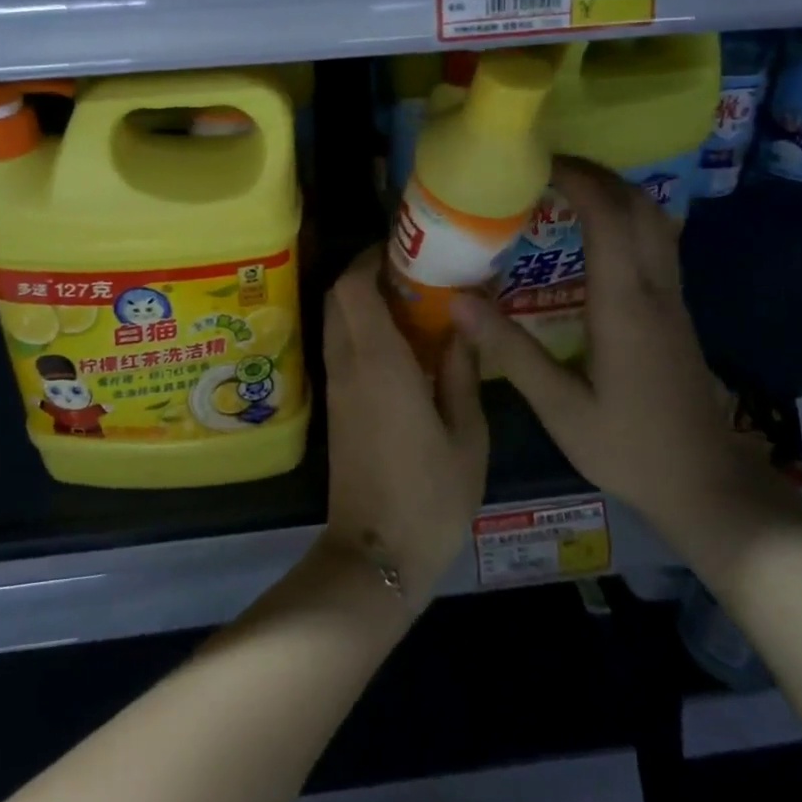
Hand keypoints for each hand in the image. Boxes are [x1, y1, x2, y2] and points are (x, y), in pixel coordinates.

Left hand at [320, 246, 488, 602]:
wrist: (376, 555)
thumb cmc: (430, 497)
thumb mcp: (466, 435)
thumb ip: (461, 372)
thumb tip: (465, 322)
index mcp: (379, 362)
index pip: (353, 287)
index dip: (370, 258)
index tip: (403, 247)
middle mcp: (348, 364)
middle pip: (339, 296)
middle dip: (366, 272)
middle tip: (412, 270)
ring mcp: (336, 385)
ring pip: (337, 320)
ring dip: (362, 299)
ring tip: (411, 299)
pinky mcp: (335, 405)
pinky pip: (341, 345)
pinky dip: (360, 328)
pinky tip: (400, 341)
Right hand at [447, 157, 749, 528]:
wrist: (710, 487)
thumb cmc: (631, 449)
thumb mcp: (560, 409)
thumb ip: (510, 351)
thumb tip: (458, 301)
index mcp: (625, 305)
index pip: (608, 217)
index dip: (576, 179)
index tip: (535, 162)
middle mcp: (655, 289)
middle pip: (638, 205)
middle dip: (595, 174)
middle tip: (544, 167)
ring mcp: (672, 298)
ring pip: (654, 219)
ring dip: (613, 191)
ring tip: (564, 189)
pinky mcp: (675, 311)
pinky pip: (655, 241)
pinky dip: (624, 217)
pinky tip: (590, 233)